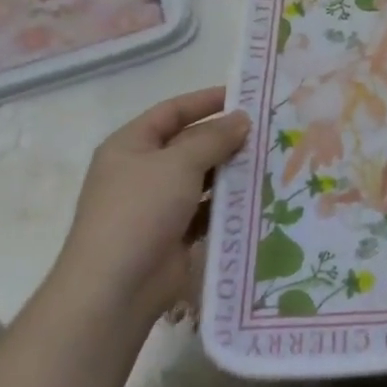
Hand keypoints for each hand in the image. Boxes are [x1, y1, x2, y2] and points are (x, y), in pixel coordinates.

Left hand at [53, 87, 250, 318]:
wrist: (115, 290)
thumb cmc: (140, 211)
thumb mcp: (178, 164)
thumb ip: (213, 138)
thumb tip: (242, 119)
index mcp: (130, 145)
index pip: (172, 111)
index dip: (206, 101)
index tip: (244, 96)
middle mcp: (141, 171)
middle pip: (189, 144)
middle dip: (225, 138)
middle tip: (268, 131)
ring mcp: (157, 206)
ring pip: (201, 179)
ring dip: (230, 172)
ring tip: (271, 161)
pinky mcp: (173, 235)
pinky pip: (206, 210)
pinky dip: (228, 204)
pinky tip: (258, 197)